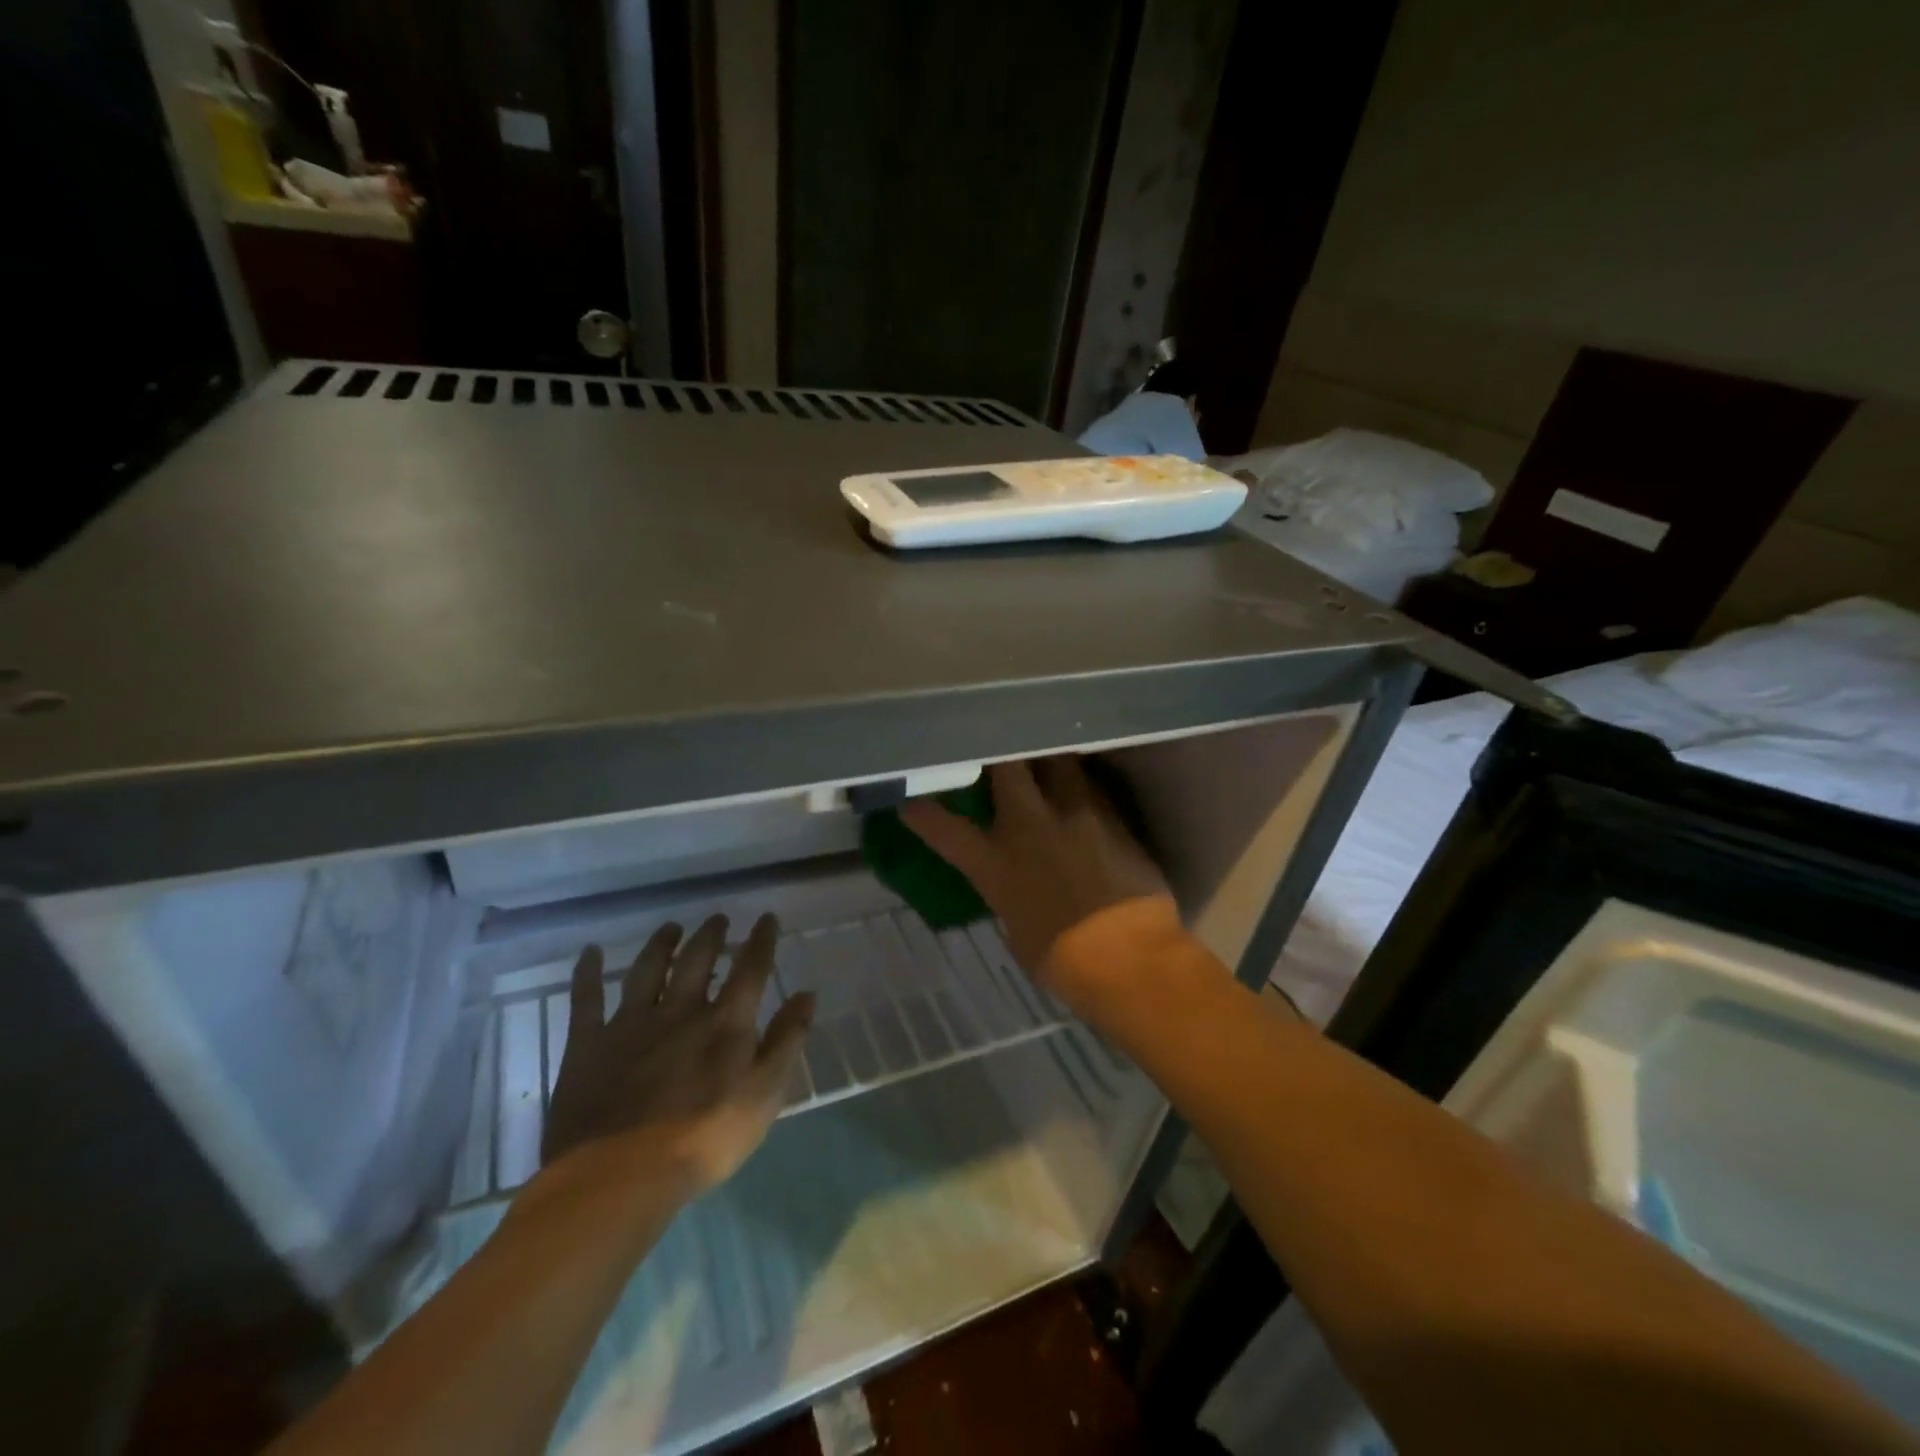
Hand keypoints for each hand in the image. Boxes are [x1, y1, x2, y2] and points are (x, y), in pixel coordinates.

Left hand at [540, 914, 813, 1199]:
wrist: (619, 1177)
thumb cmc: (703, 1141)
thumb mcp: (764, 1095)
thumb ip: (786, 1041)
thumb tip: (807, 994)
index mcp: (724, 1023)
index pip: (750, 970)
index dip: (761, 941)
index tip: (767, 918)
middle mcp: (680, 1010)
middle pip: (697, 961)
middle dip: (710, 936)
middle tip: (718, 918)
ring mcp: (630, 1024)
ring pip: (648, 970)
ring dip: (661, 945)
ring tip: (671, 927)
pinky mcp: (588, 1045)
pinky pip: (586, 999)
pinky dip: (587, 973)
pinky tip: (590, 953)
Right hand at [900, 757, 1172, 988]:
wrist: (1129, 957)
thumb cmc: (1065, 961)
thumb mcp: (1019, 930)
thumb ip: (1011, 896)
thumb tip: (1016, 888)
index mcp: (996, 864)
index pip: (946, 829)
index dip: (923, 813)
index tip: (910, 802)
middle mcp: (1030, 826)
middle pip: (1007, 766)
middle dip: (999, 752)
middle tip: (998, 745)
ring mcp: (1074, 815)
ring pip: (1057, 761)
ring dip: (1048, 758)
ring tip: (1046, 755)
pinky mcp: (1112, 817)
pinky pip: (1091, 786)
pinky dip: (1082, 784)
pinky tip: (1083, 788)